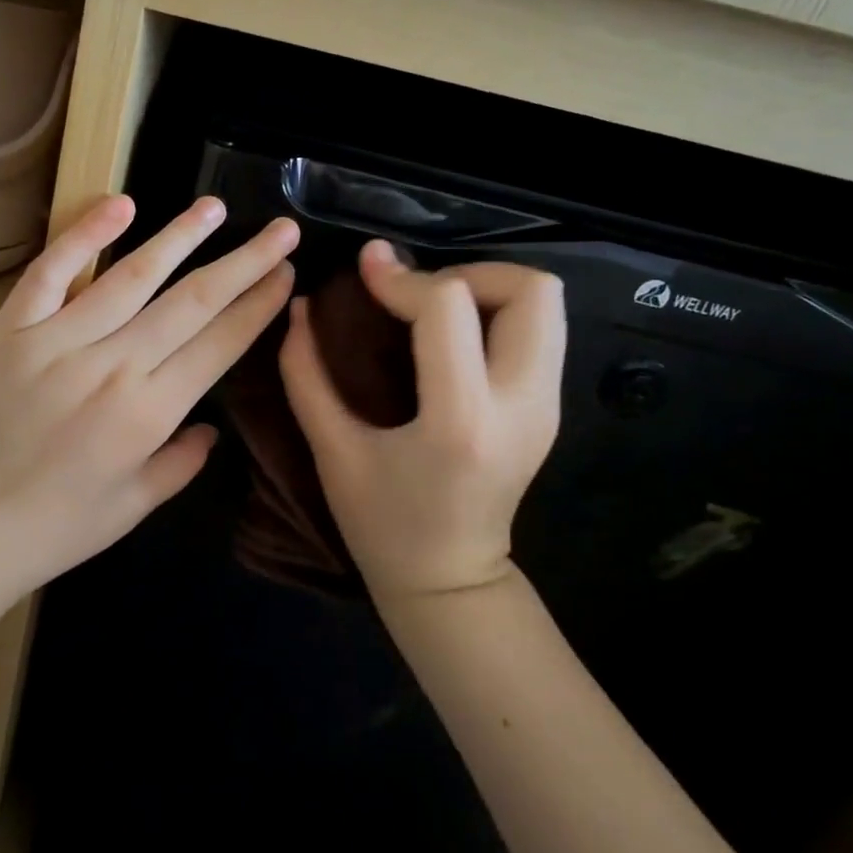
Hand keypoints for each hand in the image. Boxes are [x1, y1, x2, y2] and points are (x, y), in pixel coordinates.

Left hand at [0, 194, 297, 613]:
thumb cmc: (50, 530)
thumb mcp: (131, 509)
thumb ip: (180, 464)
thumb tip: (211, 428)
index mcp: (148, 413)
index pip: (219, 343)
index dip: (258, 305)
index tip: (286, 273)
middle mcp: (111, 365)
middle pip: (192, 301)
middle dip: (244, 262)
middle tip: (281, 229)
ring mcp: (57, 340)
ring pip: (132, 275)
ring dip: (180, 236)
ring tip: (214, 207)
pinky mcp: (11, 329)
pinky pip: (52, 271)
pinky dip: (85, 234)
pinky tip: (121, 204)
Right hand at [279, 241, 565, 601]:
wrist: (451, 583)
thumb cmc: (382, 525)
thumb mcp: (331, 451)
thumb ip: (306, 373)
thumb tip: (301, 306)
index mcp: (461, 420)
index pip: (449, 307)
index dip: (402, 277)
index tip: (367, 269)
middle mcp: (520, 404)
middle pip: (529, 290)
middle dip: (467, 272)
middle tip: (418, 295)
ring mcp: (546, 406)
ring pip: (545, 303)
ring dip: (487, 288)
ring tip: (434, 311)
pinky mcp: (550, 407)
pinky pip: (540, 328)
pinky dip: (497, 312)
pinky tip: (452, 338)